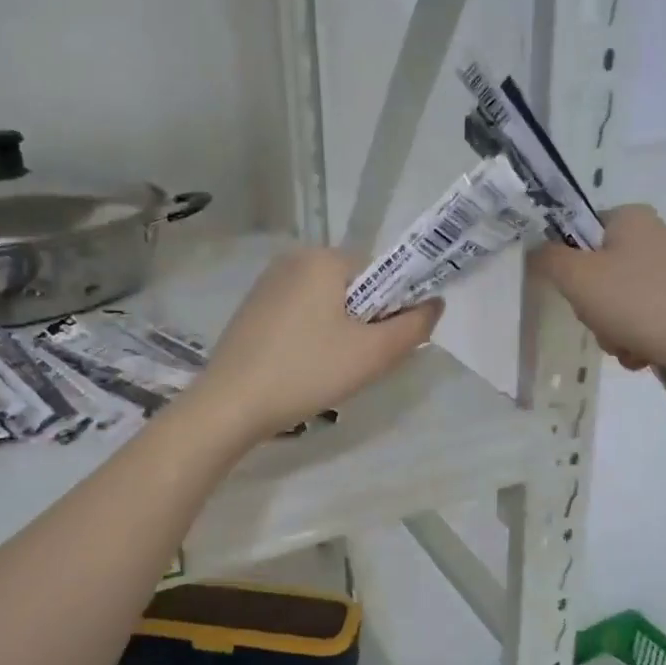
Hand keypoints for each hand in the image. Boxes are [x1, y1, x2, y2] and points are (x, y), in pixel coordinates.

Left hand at [189, 247, 441, 439]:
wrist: (230, 405)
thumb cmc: (307, 372)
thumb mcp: (373, 354)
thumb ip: (414, 326)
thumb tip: (435, 304)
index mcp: (323, 258)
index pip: (381, 273)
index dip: (392, 309)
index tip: (383, 346)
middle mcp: (293, 259)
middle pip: (353, 288)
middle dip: (364, 323)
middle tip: (357, 364)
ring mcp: (267, 284)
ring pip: (327, 304)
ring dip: (339, 333)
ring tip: (328, 370)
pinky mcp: (252, 310)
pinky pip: (300, 315)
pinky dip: (312, 337)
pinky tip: (302, 368)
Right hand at [530, 205, 665, 380]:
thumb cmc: (640, 302)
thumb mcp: (578, 277)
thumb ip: (547, 259)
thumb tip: (536, 251)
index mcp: (630, 217)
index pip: (578, 231)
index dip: (566, 263)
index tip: (572, 289)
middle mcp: (653, 237)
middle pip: (595, 273)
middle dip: (592, 308)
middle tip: (601, 319)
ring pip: (615, 303)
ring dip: (610, 330)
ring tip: (626, 343)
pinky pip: (641, 321)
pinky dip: (634, 340)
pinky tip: (643, 352)